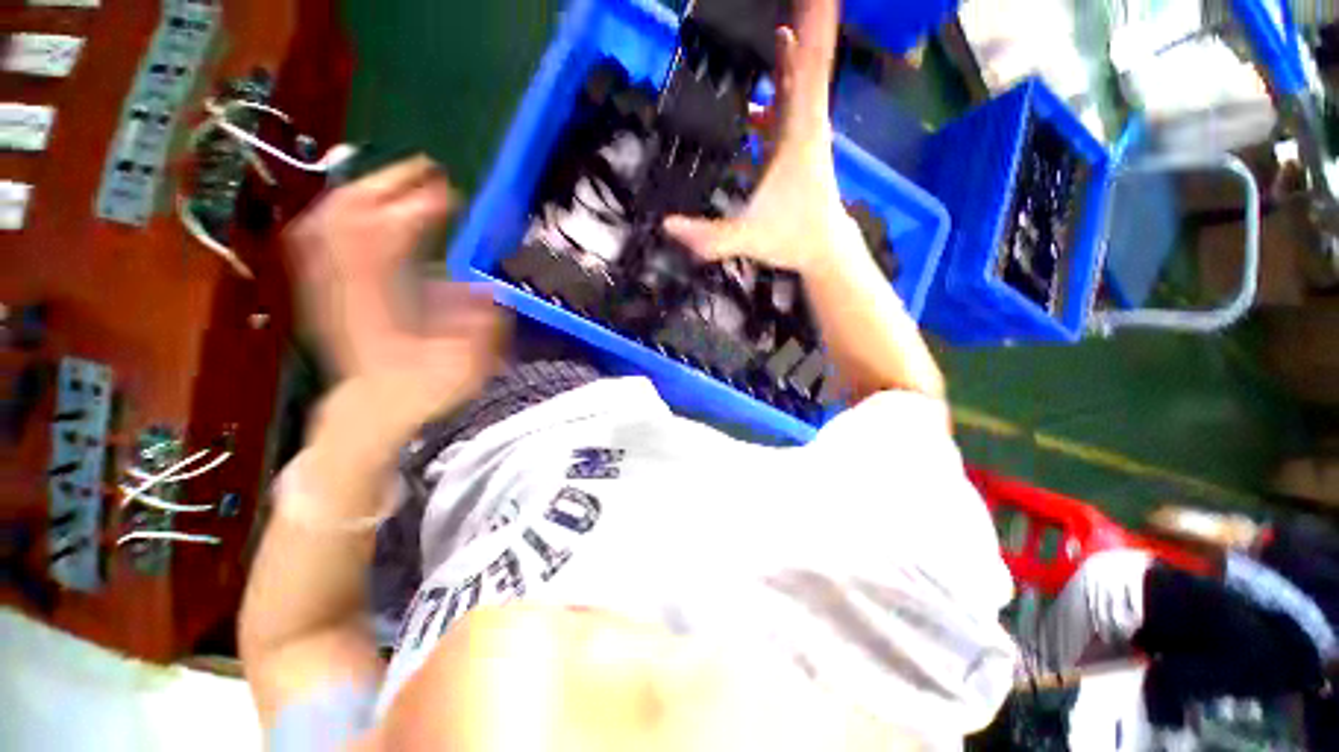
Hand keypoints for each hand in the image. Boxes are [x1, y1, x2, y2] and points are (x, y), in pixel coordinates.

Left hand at [287, 156, 505, 451]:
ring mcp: (330, 283)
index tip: (449, 193)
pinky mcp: (325, 286)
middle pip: (353, 216)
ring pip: (332, 219)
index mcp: (387, 303)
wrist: (373, 407)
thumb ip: (482, 329)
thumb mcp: (466, 368)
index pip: (393, 239)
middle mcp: (351, 285)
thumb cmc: (423, 389)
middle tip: (427, 170)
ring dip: (367, 191)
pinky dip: (343, 210)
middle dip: (390, 183)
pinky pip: (321, 235)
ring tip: (402, 179)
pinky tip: (364, 204)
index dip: (419, 208)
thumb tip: (492, 290)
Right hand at [663, 0, 851, 274]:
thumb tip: (667, 226)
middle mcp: (804, 124)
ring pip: (795, 81)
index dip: (813, 23)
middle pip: (805, 59)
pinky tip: (751, 96)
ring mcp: (800, 134)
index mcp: (798, 133)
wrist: (823, 250)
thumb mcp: (748, 238)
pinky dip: (773, 90)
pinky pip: (784, 107)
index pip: (807, 65)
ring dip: (785, 52)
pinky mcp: (794, 147)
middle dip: (802, 22)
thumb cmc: (793, 238)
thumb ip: (709, 236)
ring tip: (772, 25)